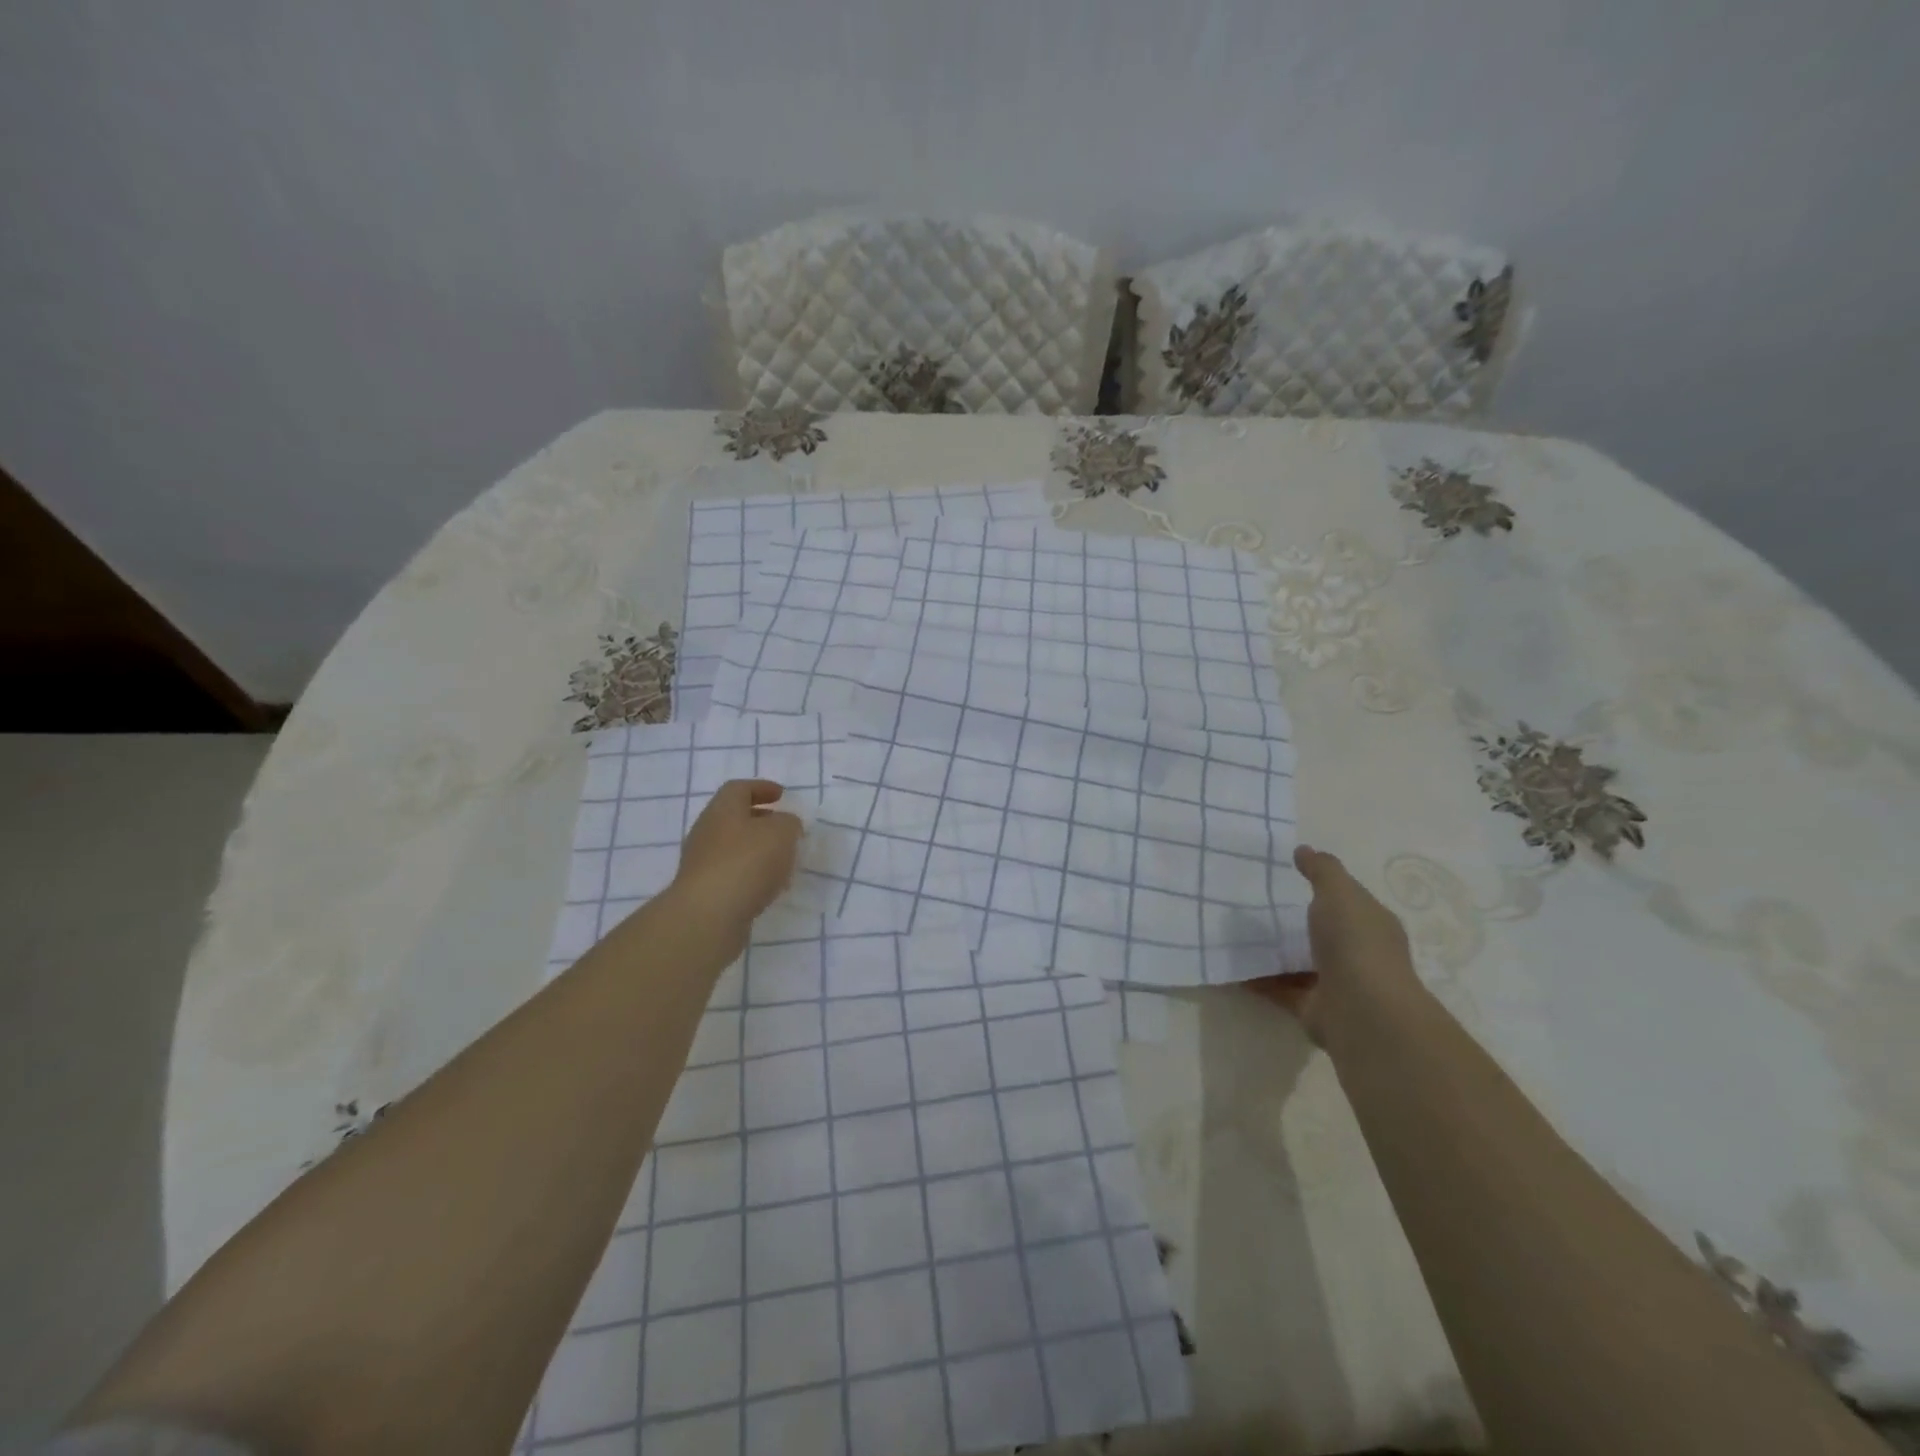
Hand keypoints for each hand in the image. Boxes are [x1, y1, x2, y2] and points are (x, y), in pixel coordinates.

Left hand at [672, 779, 803, 930]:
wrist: (708, 916)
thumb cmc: (746, 862)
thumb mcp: (781, 833)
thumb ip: (789, 823)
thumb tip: (786, 825)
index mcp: (722, 810)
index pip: (739, 789)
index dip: (761, 788)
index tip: (781, 795)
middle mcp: (707, 832)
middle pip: (733, 818)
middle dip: (760, 821)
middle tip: (784, 828)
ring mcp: (702, 863)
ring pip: (733, 848)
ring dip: (758, 851)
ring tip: (783, 861)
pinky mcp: (704, 891)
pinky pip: (732, 874)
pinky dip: (751, 875)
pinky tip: (768, 888)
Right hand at [1247, 844, 1421, 1043]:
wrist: (1362, 1011)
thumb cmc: (1356, 943)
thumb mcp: (1339, 893)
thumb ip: (1322, 870)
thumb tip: (1304, 849)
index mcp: (1371, 925)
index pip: (1350, 902)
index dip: (1327, 889)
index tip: (1291, 877)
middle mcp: (1359, 955)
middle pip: (1325, 934)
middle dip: (1298, 923)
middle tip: (1257, 905)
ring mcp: (1338, 984)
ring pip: (1302, 963)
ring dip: (1276, 953)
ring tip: (1239, 934)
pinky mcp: (1314, 1009)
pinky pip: (1281, 989)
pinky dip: (1260, 980)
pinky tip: (1234, 966)